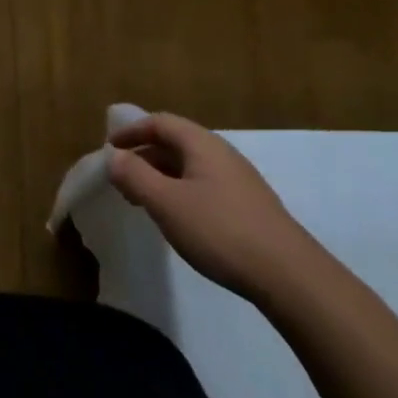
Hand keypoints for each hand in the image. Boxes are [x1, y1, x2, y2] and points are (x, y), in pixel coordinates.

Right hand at [107, 114, 315, 300]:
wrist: (288, 274)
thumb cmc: (220, 230)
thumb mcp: (167, 203)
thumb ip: (136, 176)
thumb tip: (113, 156)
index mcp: (202, 144)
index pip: (160, 123)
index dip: (132, 131)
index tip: (109, 148)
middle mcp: (221, 153)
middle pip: (175, 142)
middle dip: (144, 155)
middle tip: (120, 178)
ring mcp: (238, 179)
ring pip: (189, 166)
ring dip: (160, 175)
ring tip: (141, 199)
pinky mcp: (247, 205)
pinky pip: (203, 185)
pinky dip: (179, 191)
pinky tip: (176, 217)